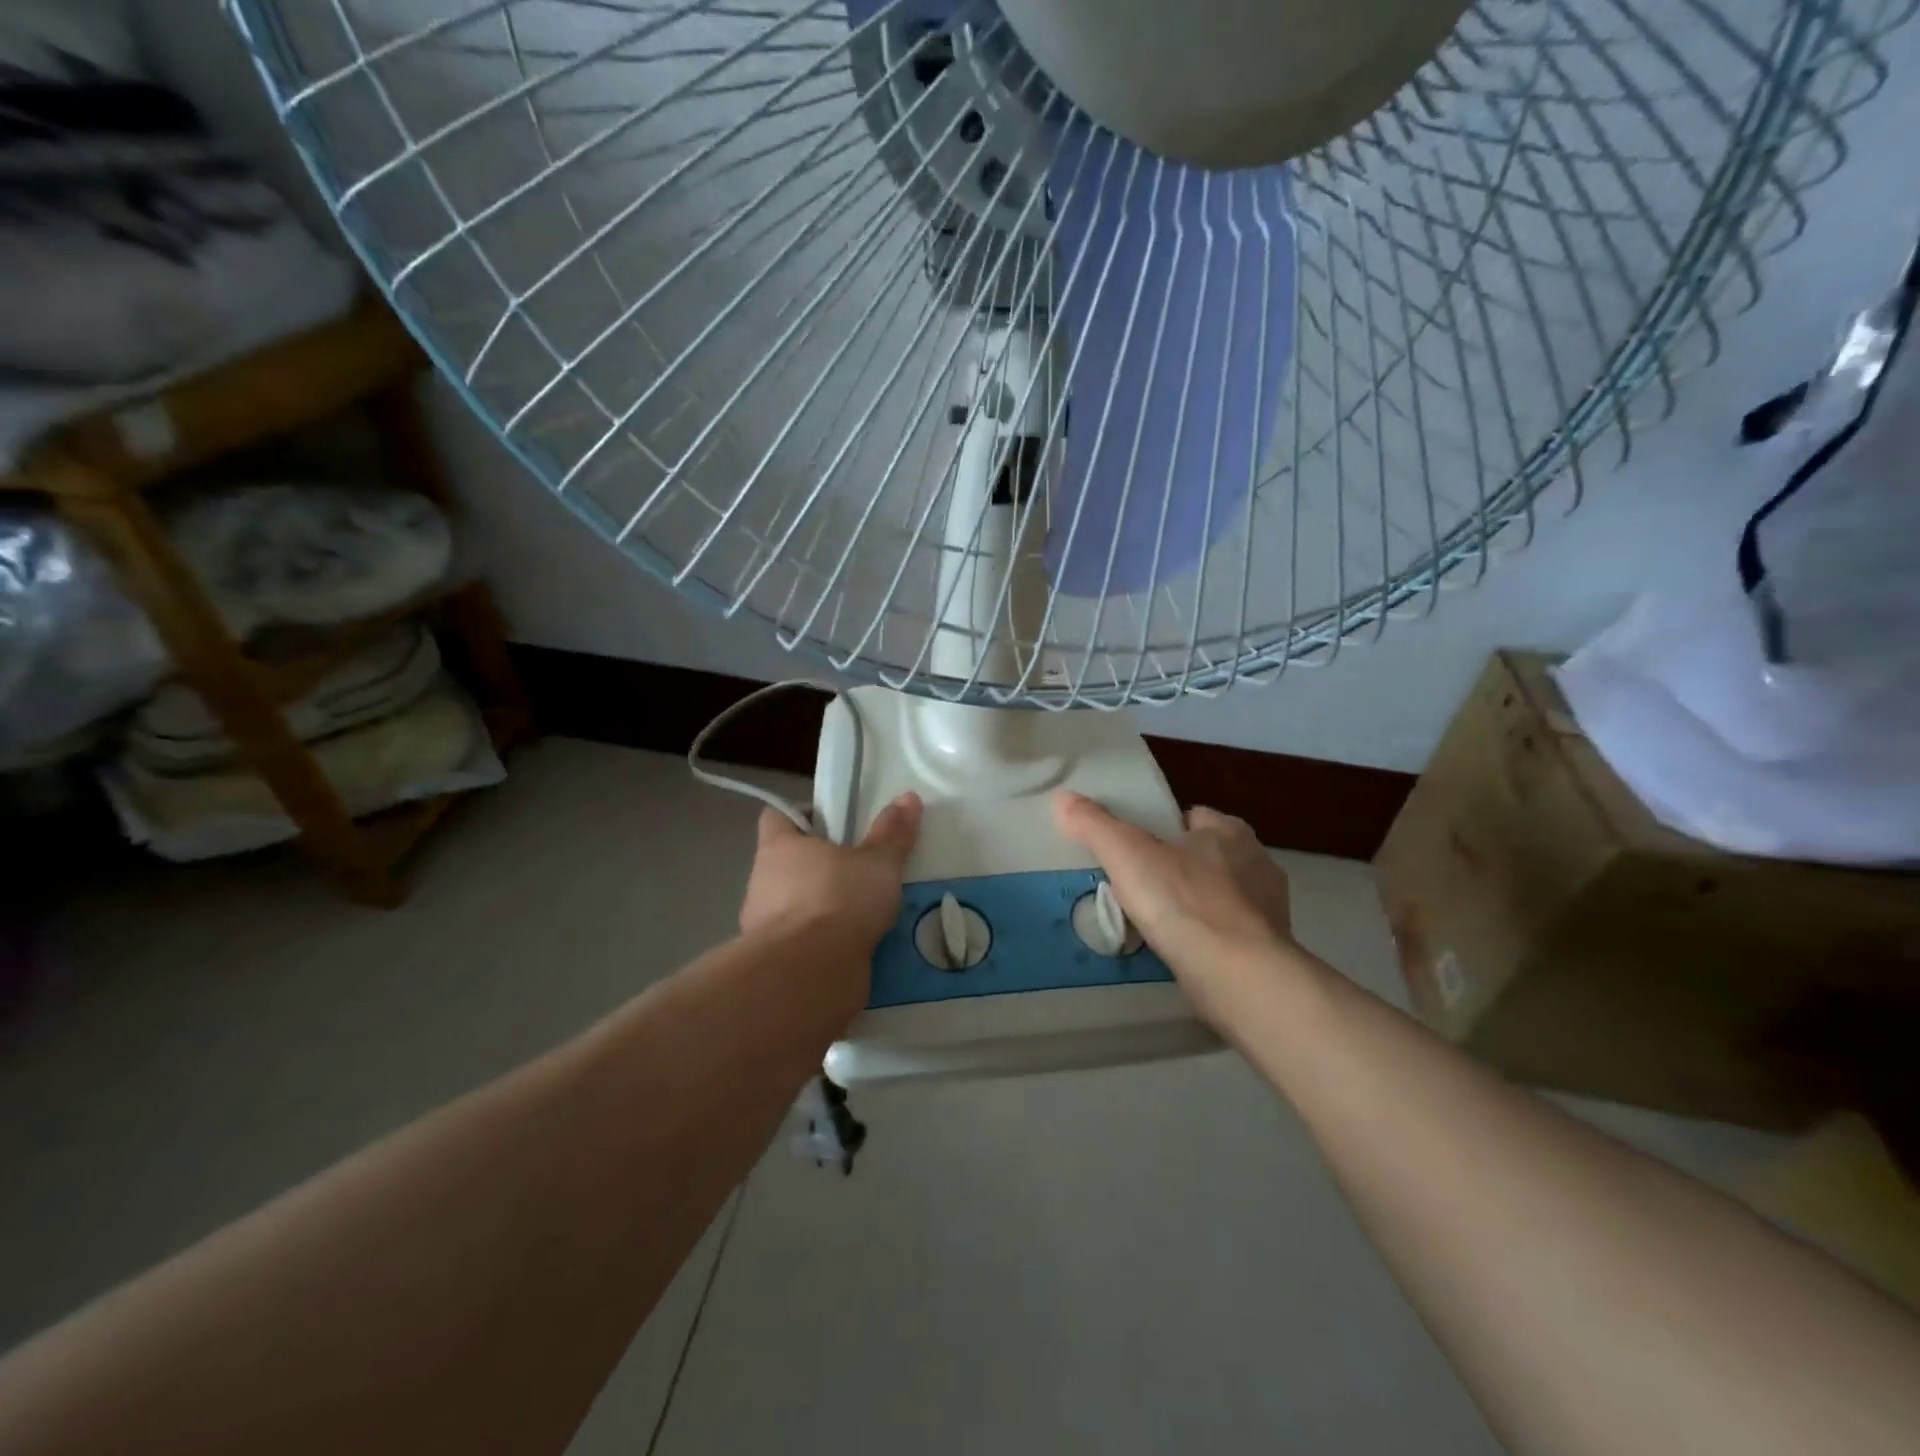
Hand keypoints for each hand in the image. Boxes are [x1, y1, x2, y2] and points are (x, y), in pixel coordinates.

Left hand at [739, 793, 922, 952]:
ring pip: (792, 903)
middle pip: (786, 862)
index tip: (834, 825)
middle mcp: (762, 880)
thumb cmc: (840, 900)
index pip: (777, 816)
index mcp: (779, 847)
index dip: (803, 816)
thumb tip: (908, 796)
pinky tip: (851, 945)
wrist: (810, 974)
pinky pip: (799, 941)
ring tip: (860, 910)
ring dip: (818, 906)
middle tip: (857, 868)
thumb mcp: (878, 862)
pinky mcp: (775, 960)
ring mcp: (762, 924)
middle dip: (818, 866)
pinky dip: (819, 941)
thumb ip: (892, 833)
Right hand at [1053, 791, 1299, 1025]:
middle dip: (1179, 866)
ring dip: (1194, 904)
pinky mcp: (1268, 948)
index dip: (1163, 828)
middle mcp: (1256, 861)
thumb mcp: (1127, 854)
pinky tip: (1182, 951)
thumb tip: (1062, 797)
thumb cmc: (1183, 901)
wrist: (1238, 975)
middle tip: (1139, 886)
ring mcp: (1268, 908)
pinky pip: (1228, 932)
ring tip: (1156, 922)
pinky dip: (1207, 937)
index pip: (1192, 816)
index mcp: (1229, 830)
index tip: (1134, 848)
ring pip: (1220, 895)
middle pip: (1206, 855)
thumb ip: (1094, 824)